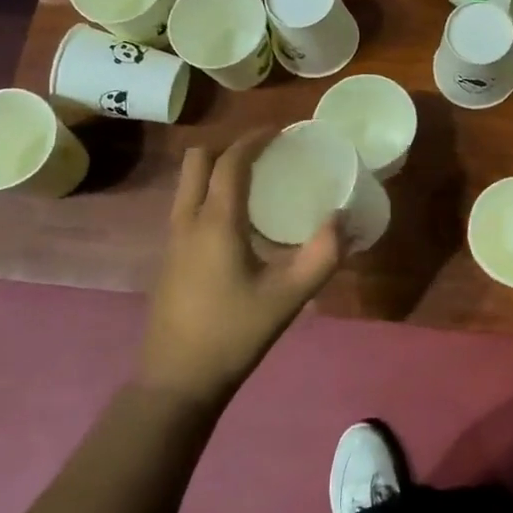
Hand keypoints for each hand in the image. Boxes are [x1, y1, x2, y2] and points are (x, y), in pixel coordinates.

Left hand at [140, 132, 345, 405]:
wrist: (176, 381)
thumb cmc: (233, 334)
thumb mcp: (288, 297)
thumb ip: (322, 255)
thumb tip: (344, 218)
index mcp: (215, 222)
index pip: (230, 161)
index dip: (254, 139)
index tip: (280, 131)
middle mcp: (187, 221)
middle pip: (197, 161)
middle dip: (229, 147)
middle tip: (265, 155)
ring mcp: (172, 239)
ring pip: (188, 183)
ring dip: (216, 170)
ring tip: (254, 181)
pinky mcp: (169, 258)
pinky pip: (187, 205)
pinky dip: (209, 193)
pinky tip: (238, 222)